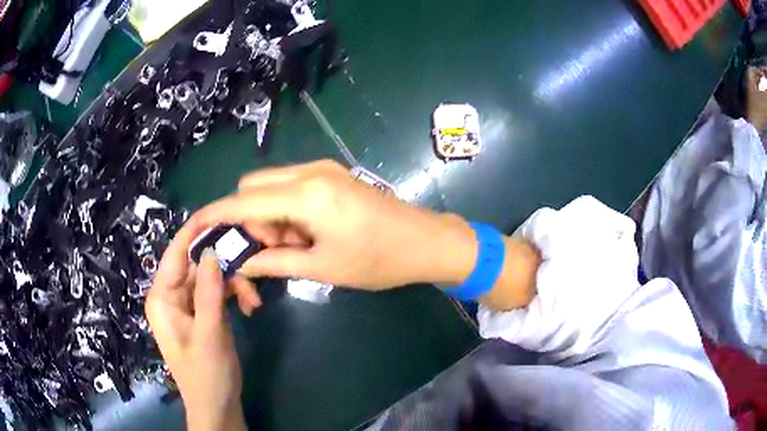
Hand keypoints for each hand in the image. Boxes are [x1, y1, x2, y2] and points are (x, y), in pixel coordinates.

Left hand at [146, 224, 257, 430]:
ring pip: (212, 276)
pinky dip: (235, 294)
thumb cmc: (207, 374)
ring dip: (235, 282)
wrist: (218, 405)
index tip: (219, 213)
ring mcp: (189, 303)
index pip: (175, 254)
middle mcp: (172, 295)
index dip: (194, 231)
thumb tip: (212, 249)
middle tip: (253, 259)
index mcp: (162, 297)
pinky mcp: (203, 311)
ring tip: (255, 301)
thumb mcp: (209, 333)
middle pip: (197, 263)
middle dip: (225, 263)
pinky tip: (251, 306)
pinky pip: (218, 291)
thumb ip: (209, 291)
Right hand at [174, 160, 478, 289]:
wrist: (425, 242)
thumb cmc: (378, 261)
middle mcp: (310, 172)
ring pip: (270, 187)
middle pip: (252, 187)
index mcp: (307, 195)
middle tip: (273, 251)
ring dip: (269, 216)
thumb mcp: (323, 267)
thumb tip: (241, 263)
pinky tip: (306, 233)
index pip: (245, 201)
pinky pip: (290, 187)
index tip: (197, 227)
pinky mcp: (331, 175)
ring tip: (296, 247)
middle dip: (249, 219)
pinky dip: (285, 210)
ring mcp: (322, 169)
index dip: (217, 214)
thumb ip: (276, 262)